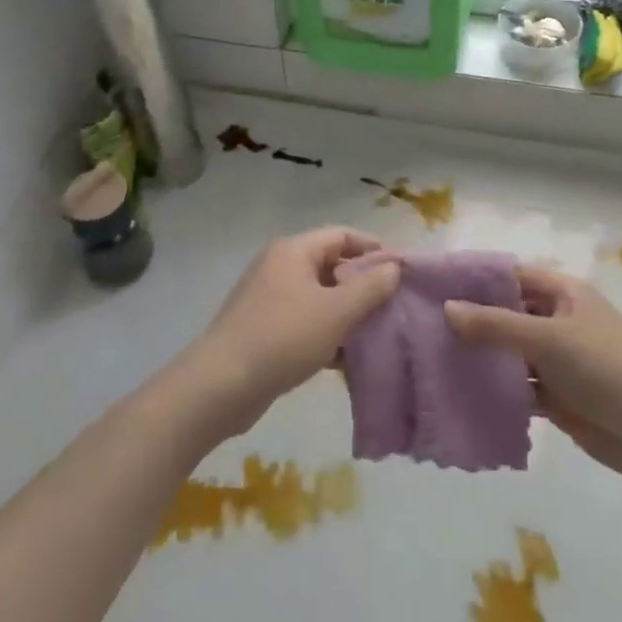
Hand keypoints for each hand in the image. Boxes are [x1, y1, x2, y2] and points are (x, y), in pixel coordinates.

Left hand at [186, 228, 400, 434]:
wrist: (220, 385)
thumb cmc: (283, 337)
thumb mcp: (336, 312)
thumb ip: (370, 288)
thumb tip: (393, 268)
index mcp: (294, 251)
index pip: (342, 235)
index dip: (373, 248)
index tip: (401, 271)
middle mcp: (279, 266)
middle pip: (331, 265)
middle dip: (362, 285)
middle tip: (393, 306)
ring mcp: (268, 298)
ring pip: (319, 297)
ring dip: (346, 314)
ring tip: (376, 335)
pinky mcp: (263, 329)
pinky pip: (304, 322)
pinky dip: (326, 334)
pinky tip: (346, 360)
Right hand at [444, 266, 621, 488]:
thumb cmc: (608, 368)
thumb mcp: (549, 339)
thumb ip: (495, 325)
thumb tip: (446, 309)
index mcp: (561, 293)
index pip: (508, 275)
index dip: (473, 278)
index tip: (429, 285)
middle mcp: (557, 320)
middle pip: (505, 314)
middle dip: (469, 320)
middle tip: (418, 326)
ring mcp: (557, 360)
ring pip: (508, 353)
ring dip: (479, 358)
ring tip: (428, 360)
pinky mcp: (558, 397)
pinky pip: (518, 387)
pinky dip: (495, 391)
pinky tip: (459, 395)